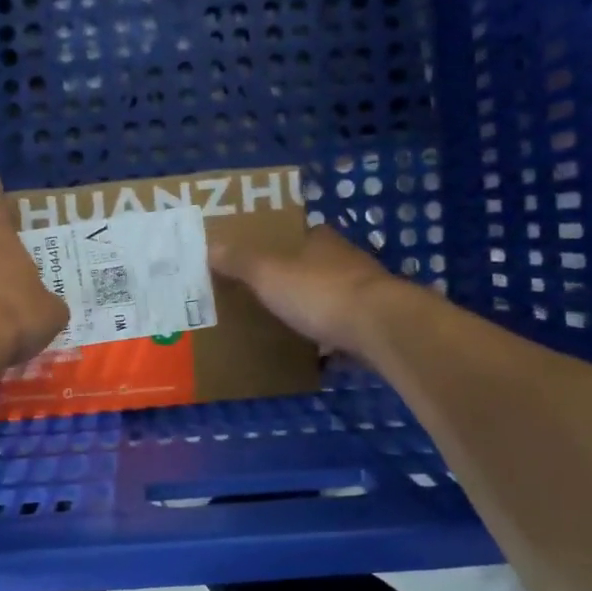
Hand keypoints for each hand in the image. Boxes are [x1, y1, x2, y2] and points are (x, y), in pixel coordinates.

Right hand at [209, 224, 400, 356]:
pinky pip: (346, 329)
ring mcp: (366, 293)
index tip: (259, 259)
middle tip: (267, 296)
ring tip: (287, 326)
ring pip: (332, 298)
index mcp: (322, 241)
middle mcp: (347, 260)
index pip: (299, 234)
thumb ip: (240, 261)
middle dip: (296, 280)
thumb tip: (211, 245)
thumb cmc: (319, 292)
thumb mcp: (268, 274)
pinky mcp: (377, 324)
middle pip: (316, 266)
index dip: (279, 245)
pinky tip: (317, 356)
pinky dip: (332, 339)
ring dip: (316, 309)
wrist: (380, 328)